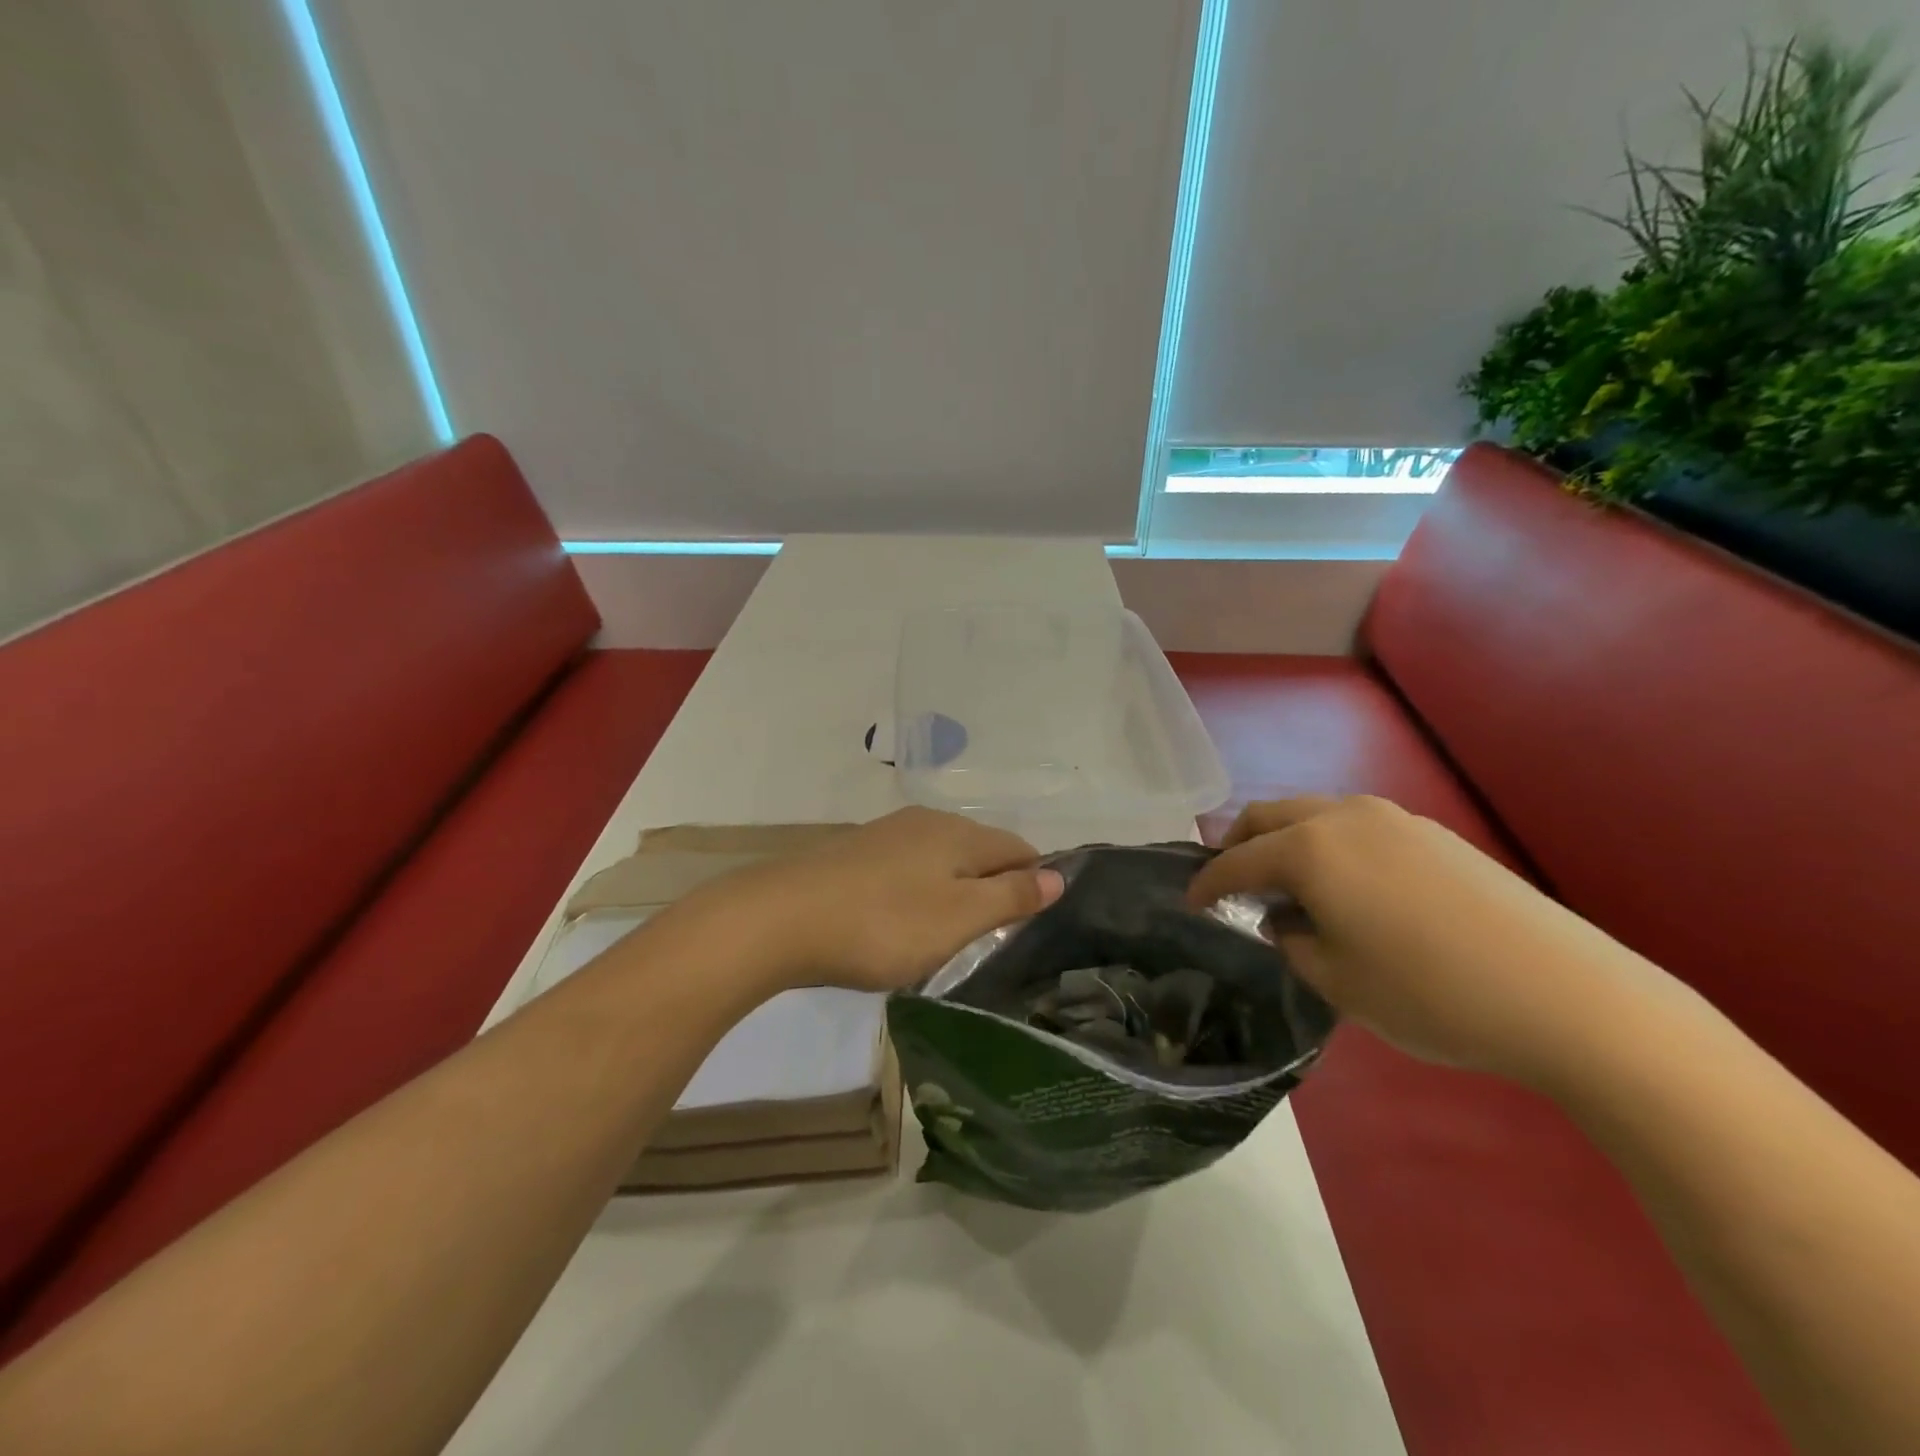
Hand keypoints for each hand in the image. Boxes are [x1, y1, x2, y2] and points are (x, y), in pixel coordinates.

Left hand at [708, 807, 1064, 993]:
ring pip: (940, 859)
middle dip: (993, 886)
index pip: (1017, 848)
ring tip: (949, 934)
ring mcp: (885, 835)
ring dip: (954, 890)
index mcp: (957, 833)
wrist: (780, 919)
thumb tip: (1058, 875)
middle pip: (978, 850)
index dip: (1034, 881)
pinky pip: (906, 869)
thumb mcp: (958, 917)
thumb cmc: (883, 923)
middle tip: (991, 936)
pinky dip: (918, 892)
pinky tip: (901, 920)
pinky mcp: (853, 854)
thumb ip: (1010, 896)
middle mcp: (925, 823)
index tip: (1031, 923)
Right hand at [1186, 796, 1678, 1088]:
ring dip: (1285, 842)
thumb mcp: (1337, 981)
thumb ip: (1292, 942)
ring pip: (1313, 815)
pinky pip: (1355, 827)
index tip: (1190, 904)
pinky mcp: (1433, 834)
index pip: (1236, 861)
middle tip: (1231, 885)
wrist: (1569, 997)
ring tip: (1288, 888)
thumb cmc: (1431, 994)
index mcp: (1310, 848)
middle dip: (1238, 846)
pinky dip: (1328, 847)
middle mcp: (1344, 816)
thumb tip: (1286, 920)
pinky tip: (1348, 890)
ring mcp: (1394, 818)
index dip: (1206, 883)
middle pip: (1269, 816)